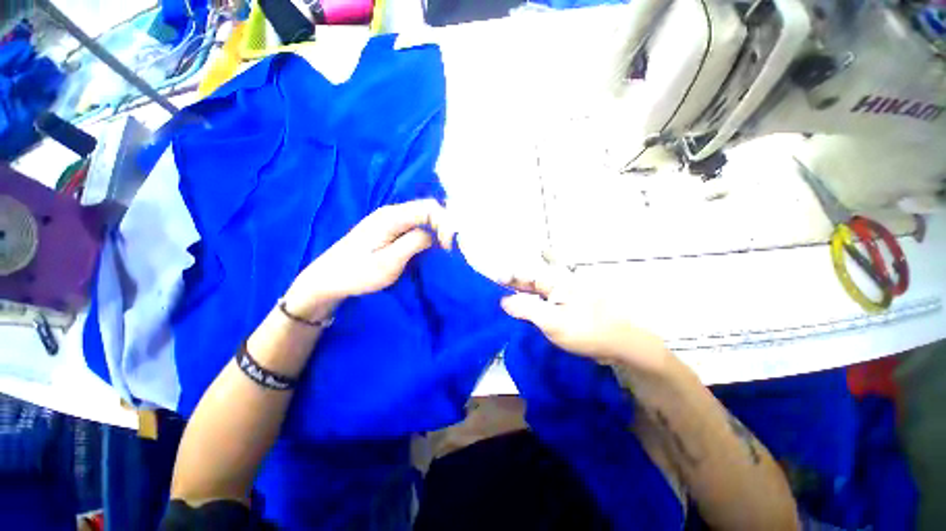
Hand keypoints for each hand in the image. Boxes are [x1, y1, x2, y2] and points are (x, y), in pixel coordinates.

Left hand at [284, 199, 454, 319]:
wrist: (328, 279)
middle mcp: (392, 212)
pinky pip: (416, 224)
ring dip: (438, 229)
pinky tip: (432, 246)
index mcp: (392, 216)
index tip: (450, 247)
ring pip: (423, 217)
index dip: (446, 223)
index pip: (429, 208)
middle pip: (428, 209)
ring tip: (447, 247)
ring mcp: (390, 220)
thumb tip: (435, 234)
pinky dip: (429, 233)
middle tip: (453, 247)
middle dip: (445, 225)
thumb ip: (414, 243)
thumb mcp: (389, 262)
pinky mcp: (389, 229)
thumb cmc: (357, 273)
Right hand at [500, 269, 670, 374]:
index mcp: (555, 284)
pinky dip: (534, 306)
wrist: (620, 345)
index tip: (494, 280)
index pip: (527, 277)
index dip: (510, 278)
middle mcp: (559, 287)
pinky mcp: (569, 312)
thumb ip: (526, 309)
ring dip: (524, 293)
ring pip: (539, 293)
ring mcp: (565, 299)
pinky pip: (546, 305)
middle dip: (516, 282)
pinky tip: (529, 313)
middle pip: (533, 281)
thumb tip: (504, 301)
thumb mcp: (552, 321)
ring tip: (509, 293)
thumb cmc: (585, 330)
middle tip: (499, 285)